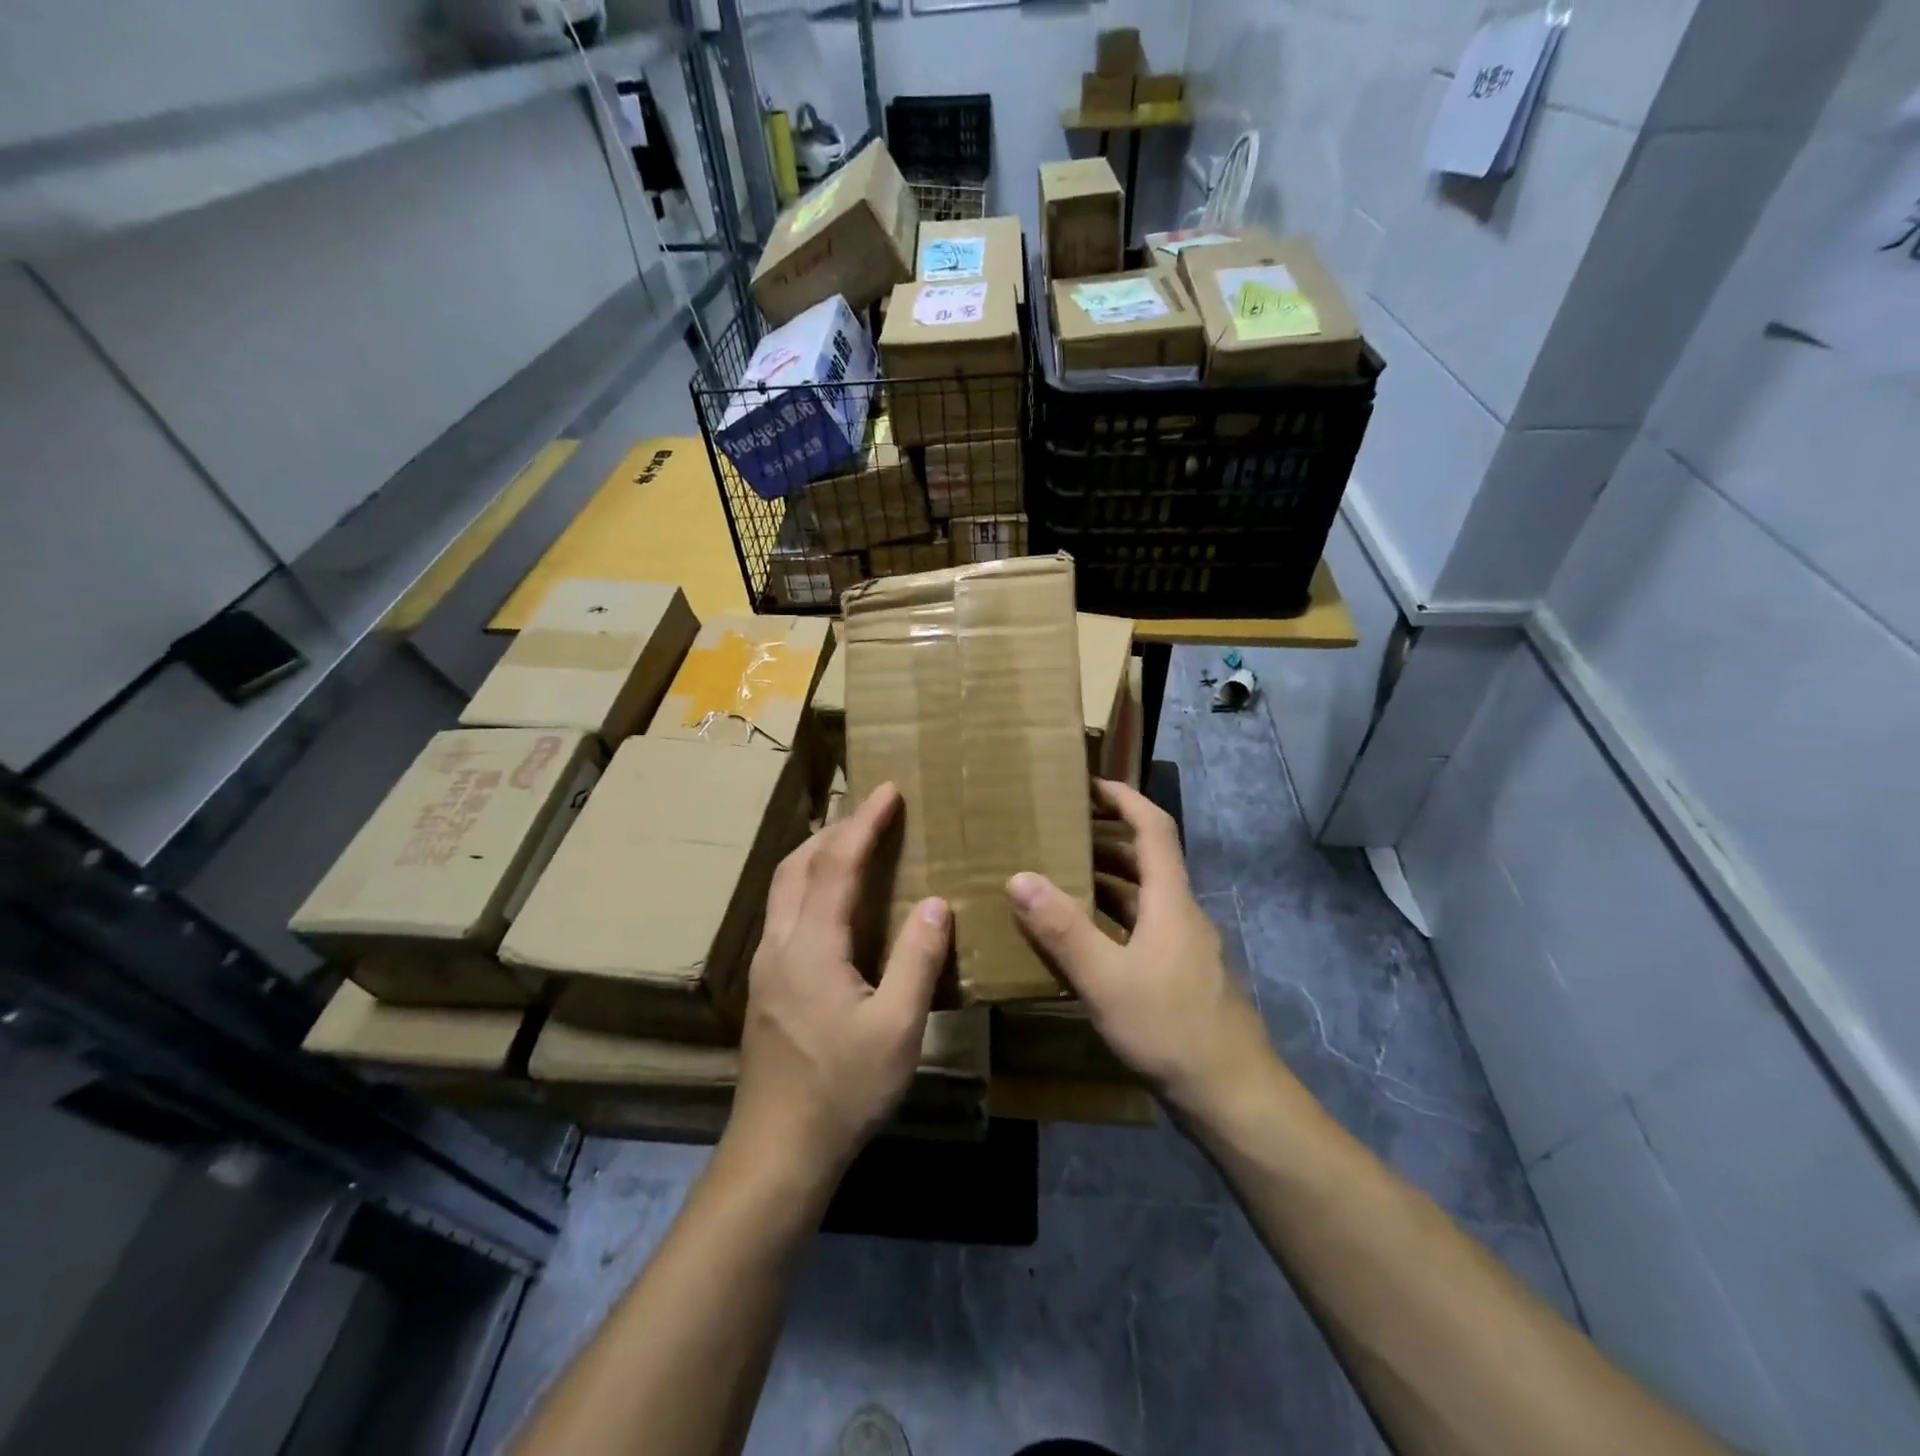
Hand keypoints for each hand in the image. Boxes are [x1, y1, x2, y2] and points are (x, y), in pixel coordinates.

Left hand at [729, 783, 949, 1185]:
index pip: (836, 865)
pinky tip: (834, 904)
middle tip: (872, 814)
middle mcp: (779, 943)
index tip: (888, 790)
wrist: (778, 1151)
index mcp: (811, 946)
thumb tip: (936, 902)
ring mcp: (765, 966)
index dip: (864, 823)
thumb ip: (917, 959)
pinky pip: (784, 912)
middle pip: (797, 865)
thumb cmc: (843, 1089)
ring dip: (816, 855)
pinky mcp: (765, 986)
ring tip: (853, 845)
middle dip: (834, 830)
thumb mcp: (897, 1027)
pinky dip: (809, 885)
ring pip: (783, 888)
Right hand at [1008, 779, 1277, 1124]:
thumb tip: (1019, 877)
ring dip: (1104, 884)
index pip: (1153, 828)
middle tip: (1056, 835)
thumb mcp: (1106, 979)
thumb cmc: (1170, 1028)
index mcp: (1170, 900)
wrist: (1232, 1096)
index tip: (1089, 784)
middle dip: (1103, 841)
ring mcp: (1182, 948)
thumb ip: (1063, 929)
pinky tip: (1080, 944)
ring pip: (1141, 899)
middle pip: (1145, 861)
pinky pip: (1140, 931)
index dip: (1124, 799)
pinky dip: (1109, 923)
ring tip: (1057, 881)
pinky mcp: (1178, 977)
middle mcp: (1180, 914)